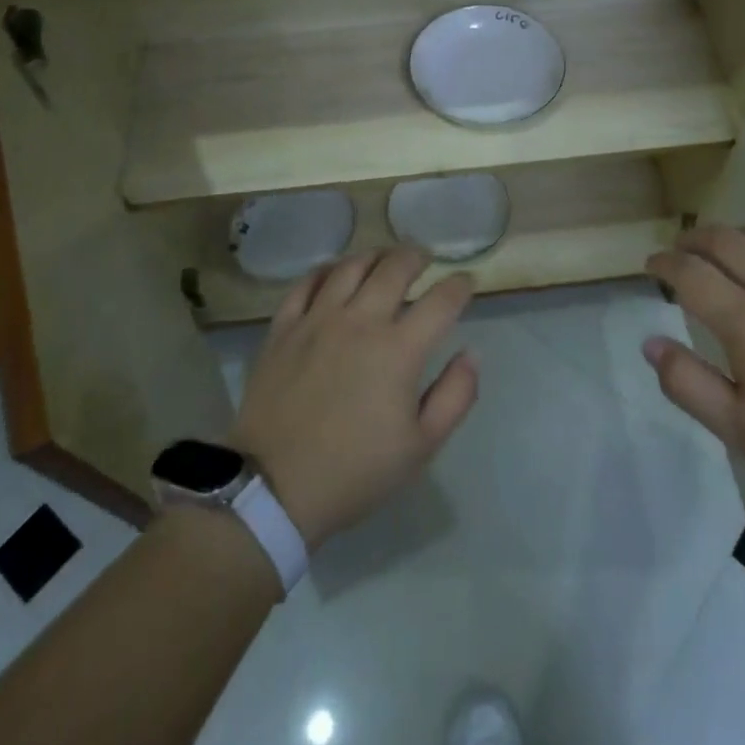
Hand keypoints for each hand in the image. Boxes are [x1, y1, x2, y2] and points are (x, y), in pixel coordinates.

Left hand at [231, 247, 477, 547]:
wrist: (273, 489)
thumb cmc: (355, 471)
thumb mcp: (421, 446)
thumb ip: (455, 396)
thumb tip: (471, 354)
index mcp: (399, 349)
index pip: (441, 300)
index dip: (460, 285)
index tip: (466, 282)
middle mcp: (360, 321)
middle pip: (395, 267)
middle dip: (417, 256)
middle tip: (424, 258)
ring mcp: (317, 320)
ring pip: (350, 266)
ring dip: (374, 256)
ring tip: (383, 259)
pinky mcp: (283, 328)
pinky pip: (306, 283)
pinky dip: (326, 271)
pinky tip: (334, 274)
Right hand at [643, 226, 744, 519]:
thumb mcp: (743, 431)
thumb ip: (689, 385)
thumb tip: (651, 343)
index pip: (691, 274)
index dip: (664, 264)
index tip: (650, 265)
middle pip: (728, 241)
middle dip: (695, 239)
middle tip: (680, 249)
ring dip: (739, 234)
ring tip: (726, 245)